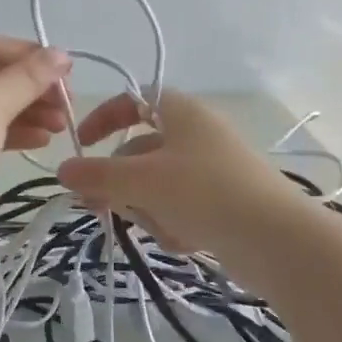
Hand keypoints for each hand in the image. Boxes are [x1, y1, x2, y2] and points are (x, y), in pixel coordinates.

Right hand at [55, 90, 296, 256]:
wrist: (278, 240)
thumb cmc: (205, 193)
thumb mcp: (142, 181)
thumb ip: (97, 175)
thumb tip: (63, 170)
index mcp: (182, 113)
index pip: (133, 101)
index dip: (103, 119)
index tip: (82, 146)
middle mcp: (198, 135)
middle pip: (140, 151)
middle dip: (120, 181)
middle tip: (98, 206)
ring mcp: (214, 170)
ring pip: (157, 185)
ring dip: (148, 208)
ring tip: (160, 227)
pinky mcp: (225, 203)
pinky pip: (181, 208)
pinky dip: (174, 224)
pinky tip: (185, 241)